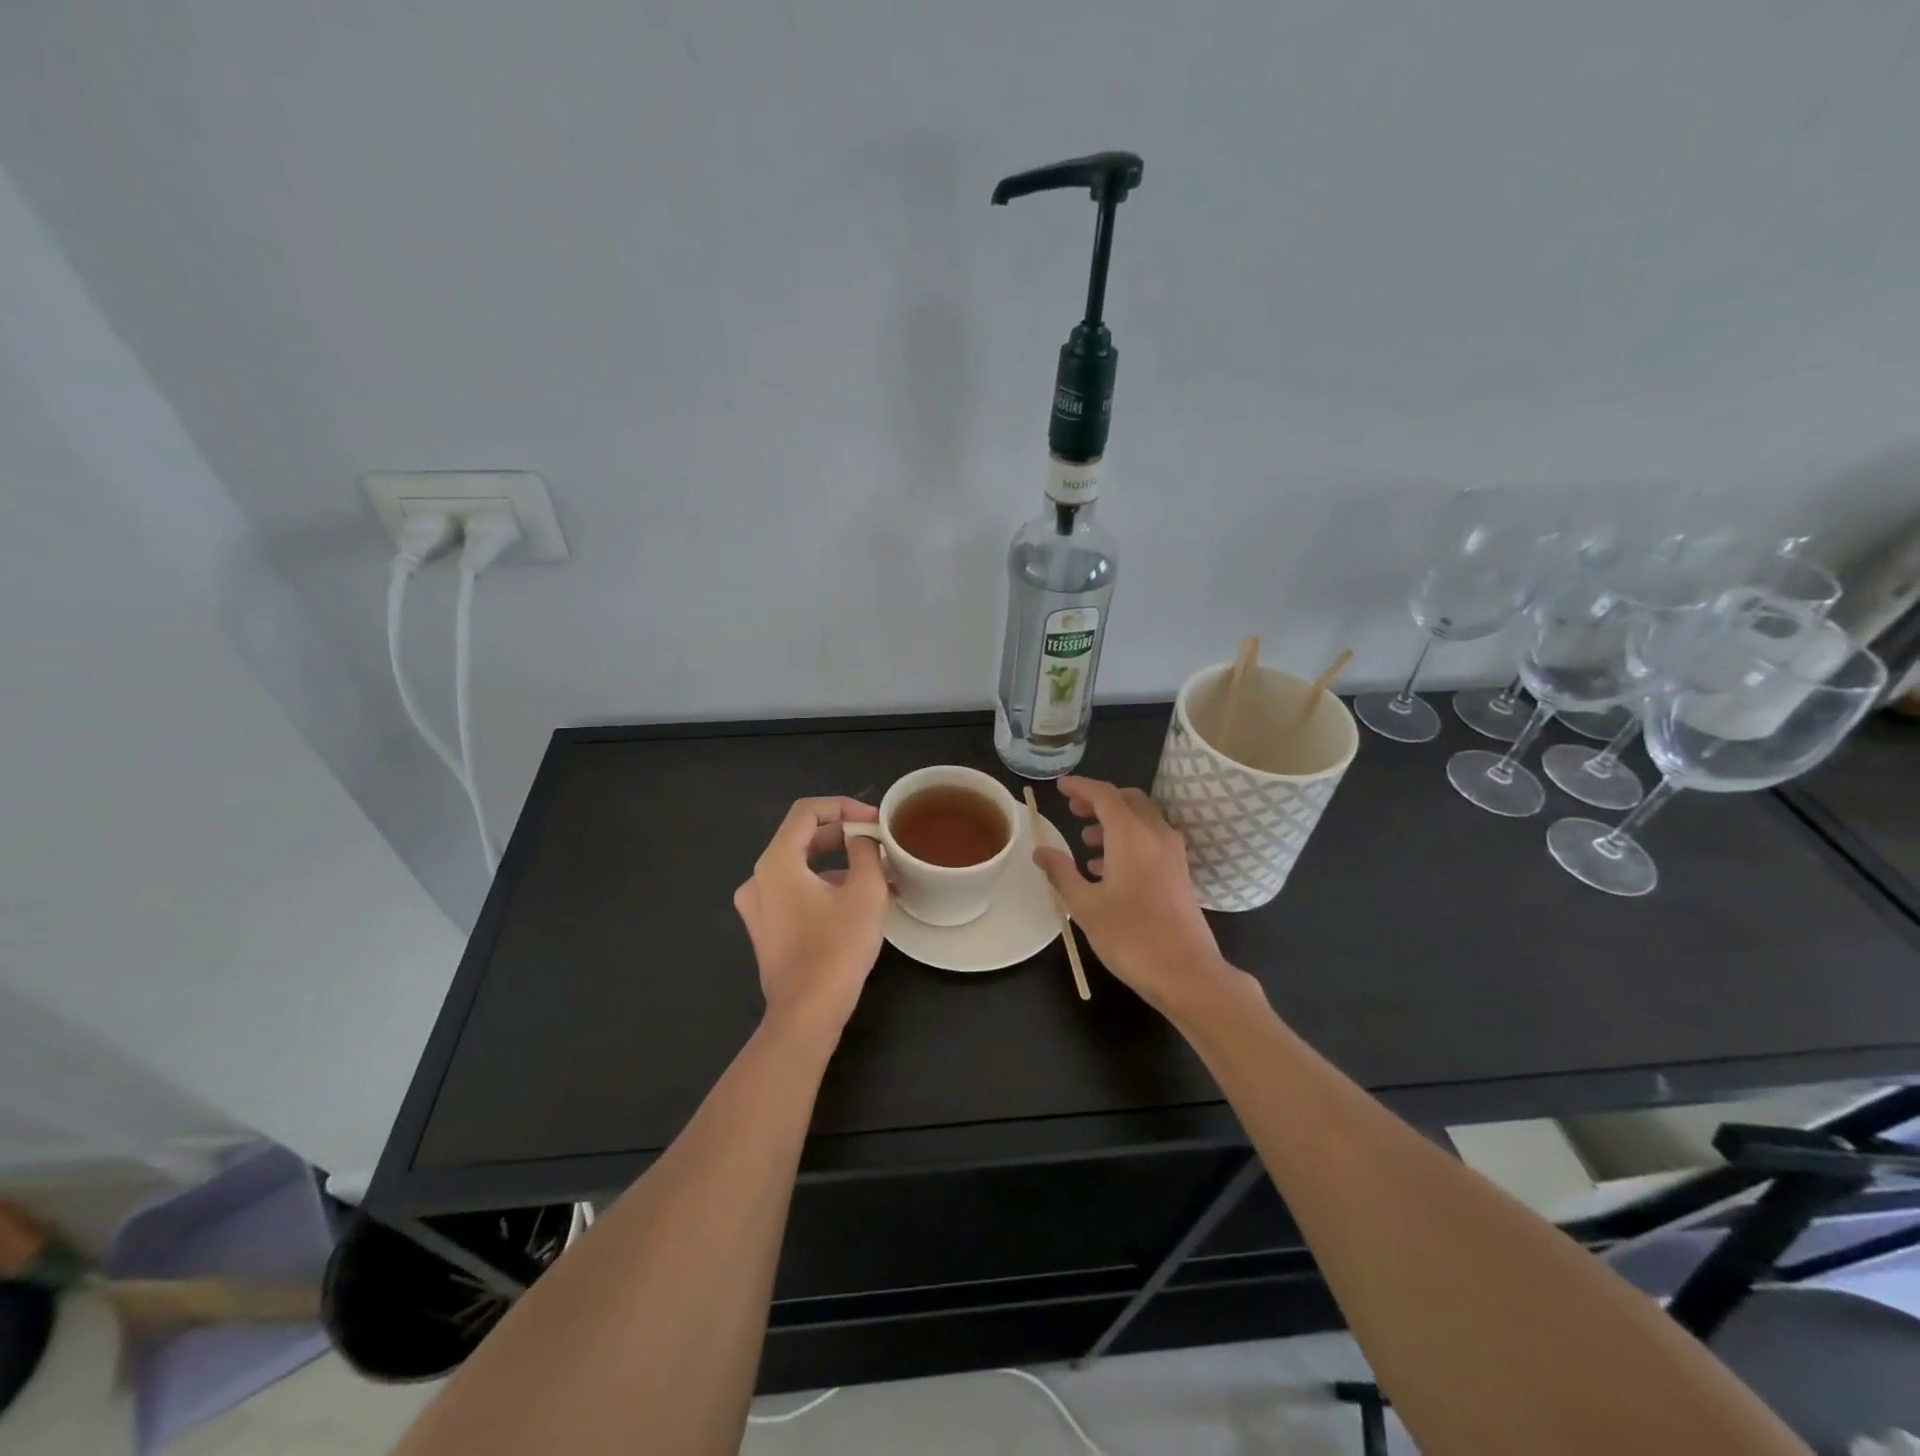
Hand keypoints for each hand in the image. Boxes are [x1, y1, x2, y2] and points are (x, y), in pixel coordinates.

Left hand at [734, 797, 888, 1031]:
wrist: (807, 1014)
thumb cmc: (837, 948)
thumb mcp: (865, 892)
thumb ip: (865, 852)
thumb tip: (862, 839)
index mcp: (776, 862)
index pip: (807, 811)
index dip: (844, 806)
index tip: (874, 821)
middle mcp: (758, 878)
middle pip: (802, 837)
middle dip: (843, 835)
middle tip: (878, 844)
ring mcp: (758, 906)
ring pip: (800, 867)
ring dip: (837, 864)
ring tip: (876, 876)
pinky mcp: (765, 930)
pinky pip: (794, 892)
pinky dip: (823, 887)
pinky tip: (855, 903)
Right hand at [1033, 776, 1235, 1014]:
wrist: (1186, 972)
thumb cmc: (1130, 937)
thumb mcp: (1085, 906)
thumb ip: (1062, 873)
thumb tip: (1041, 851)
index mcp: (1131, 835)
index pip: (1104, 794)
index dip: (1081, 786)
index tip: (1060, 787)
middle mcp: (1156, 834)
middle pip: (1128, 800)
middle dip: (1099, 800)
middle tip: (1074, 810)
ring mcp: (1173, 853)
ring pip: (1142, 819)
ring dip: (1114, 821)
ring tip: (1086, 841)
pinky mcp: (1180, 872)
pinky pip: (1152, 839)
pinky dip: (1129, 839)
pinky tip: (1108, 868)